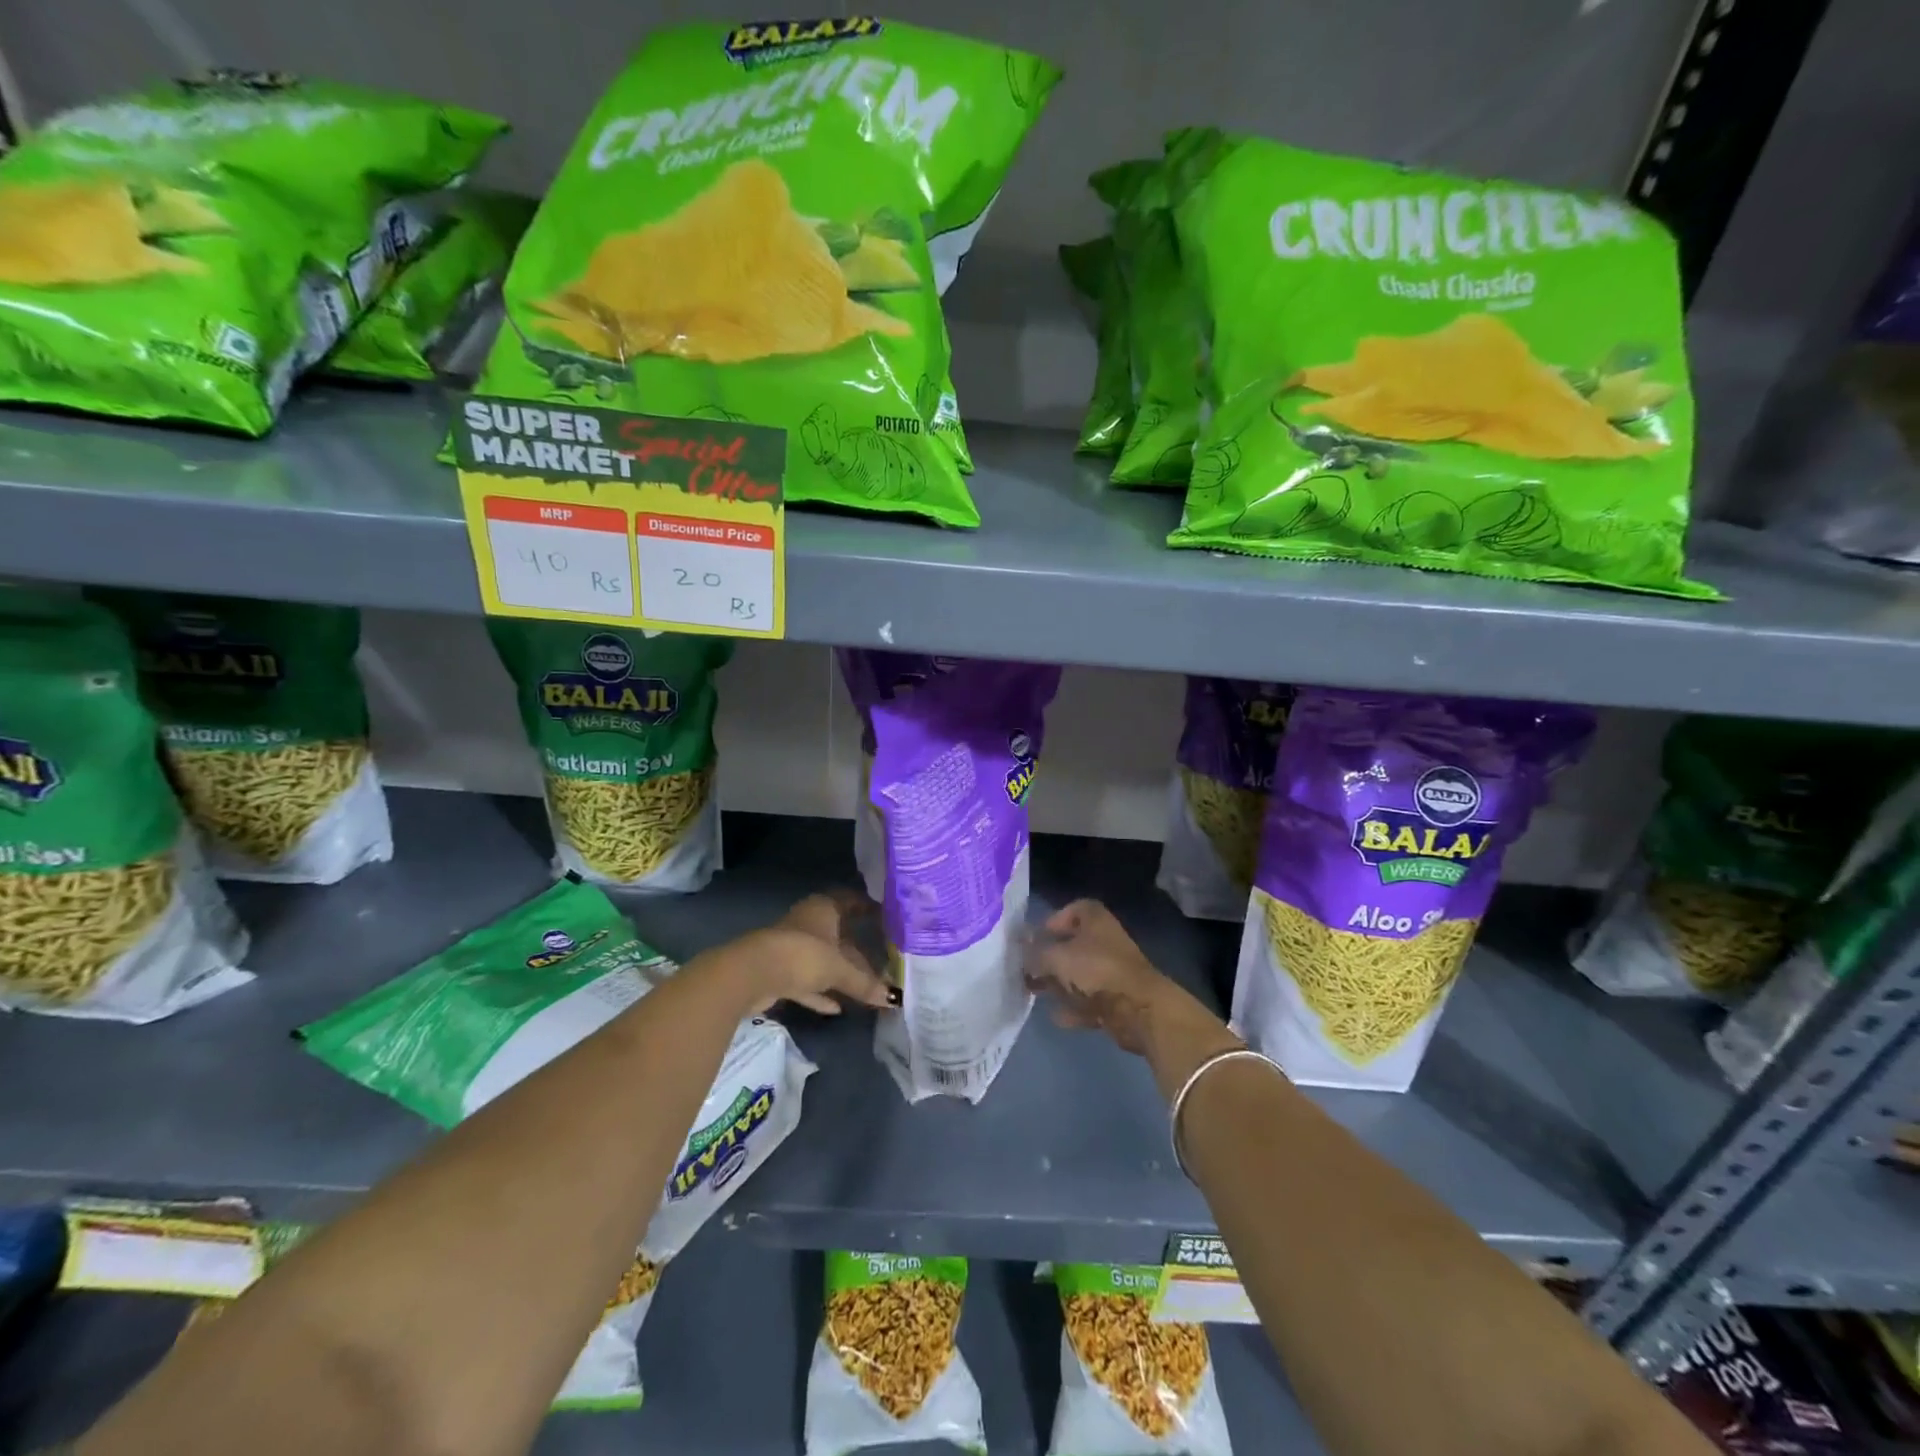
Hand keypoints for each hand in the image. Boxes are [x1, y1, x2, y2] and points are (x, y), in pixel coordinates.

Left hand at [722, 889, 896, 1016]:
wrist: (753, 975)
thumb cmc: (802, 956)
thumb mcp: (839, 969)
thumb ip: (865, 983)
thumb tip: (892, 999)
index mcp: (824, 909)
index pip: (850, 901)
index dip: (867, 907)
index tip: (886, 917)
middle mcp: (808, 922)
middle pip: (838, 934)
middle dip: (857, 949)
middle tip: (882, 961)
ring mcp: (791, 947)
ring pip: (822, 959)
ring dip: (840, 973)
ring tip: (865, 987)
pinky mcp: (779, 971)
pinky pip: (806, 981)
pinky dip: (820, 992)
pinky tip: (836, 1007)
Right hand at [1024, 900, 1231, 1059]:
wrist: (1139, 1009)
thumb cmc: (1096, 970)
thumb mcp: (1056, 958)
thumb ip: (1035, 954)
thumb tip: (1021, 953)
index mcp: (1095, 920)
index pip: (1074, 909)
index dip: (1054, 920)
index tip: (1036, 937)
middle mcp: (1105, 942)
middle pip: (1074, 945)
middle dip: (1049, 957)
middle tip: (1026, 969)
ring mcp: (1113, 972)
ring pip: (1080, 975)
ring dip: (1058, 984)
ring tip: (1034, 992)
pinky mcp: (1117, 1000)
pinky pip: (1089, 1001)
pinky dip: (1073, 1008)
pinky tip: (1056, 1017)